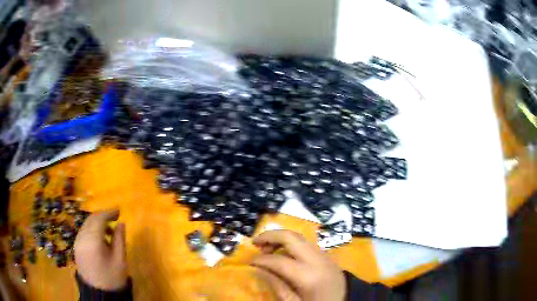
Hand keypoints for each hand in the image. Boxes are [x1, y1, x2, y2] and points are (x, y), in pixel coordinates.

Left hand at [74, 210, 127, 290]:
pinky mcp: (76, 247)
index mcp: (92, 240)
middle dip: (103, 217)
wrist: (99, 294)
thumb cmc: (112, 278)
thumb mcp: (120, 260)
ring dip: (97, 224)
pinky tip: (101, 240)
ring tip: (110, 233)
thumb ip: (119, 239)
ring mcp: (77, 242)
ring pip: (86, 225)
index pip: (99, 218)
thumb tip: (121, 223)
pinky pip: (83, 232)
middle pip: (91, 219)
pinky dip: (92, 231)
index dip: (109, 213)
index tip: (119, 212)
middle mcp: (81, 237)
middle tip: (115, 219)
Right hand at [251, 230, 345, 300]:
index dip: (261, 260)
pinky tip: (283, 251)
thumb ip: (276, 285)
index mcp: (308, 275)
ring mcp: (323, 254)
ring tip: (267, 248)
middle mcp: (316, 259)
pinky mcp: (326, 254)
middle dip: (270, 236)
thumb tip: (259, 269)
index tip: (250, 262)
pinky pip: (305, 242)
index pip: (278, 260)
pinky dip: (290, 242)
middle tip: (255, 243)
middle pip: (290, 237)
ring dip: (280, 237)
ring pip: (298, 236)